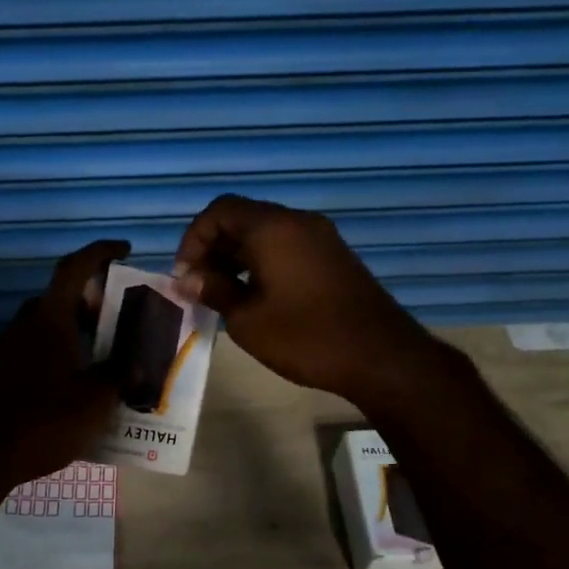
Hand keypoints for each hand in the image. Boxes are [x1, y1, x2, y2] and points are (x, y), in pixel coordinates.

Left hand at [0, 239, 128, 496]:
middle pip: (57, 299)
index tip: (123, 249)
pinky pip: (27, 354)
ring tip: (95, 356)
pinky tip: (64, 388)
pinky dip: (50, 357)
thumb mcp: (95, 401)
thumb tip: (137, 363)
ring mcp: (1, 351)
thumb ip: (120, 376)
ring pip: (40, 329)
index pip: (73, 269)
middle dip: (87, 301)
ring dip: (68, 332)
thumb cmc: (43, 422)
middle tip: (113, 318)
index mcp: (48, 320)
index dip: (99, 252)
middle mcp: (21, 327)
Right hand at [172, 195, 425, 404]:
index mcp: (273, 228)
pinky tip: (256, 297)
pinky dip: (262, 263)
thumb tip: (187, 280)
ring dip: (237, 257)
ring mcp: (321, 238)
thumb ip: (214, 291)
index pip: (220, 211)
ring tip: (223, 295)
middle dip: (213, 248)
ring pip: (265, 233)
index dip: (194, 239)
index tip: (186, 276)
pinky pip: (287, 246)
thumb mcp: (248, 319)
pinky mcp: (333, 257)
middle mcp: (298, 222)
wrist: (381, 357)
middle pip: (242, 218)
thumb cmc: (307, 337)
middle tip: (200, 287)